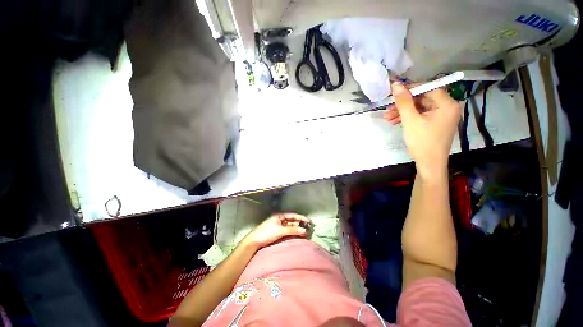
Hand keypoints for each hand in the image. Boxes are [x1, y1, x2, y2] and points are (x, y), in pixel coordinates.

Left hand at [243, 213, 309, 248]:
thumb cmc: (266, 233)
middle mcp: (280, 219)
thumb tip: (304, 230)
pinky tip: (298, 235)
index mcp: (280, 215)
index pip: (293, 215)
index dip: (301, 218)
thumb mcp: (280, 231)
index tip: (309, 221)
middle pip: (292, 220)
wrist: (254, 242)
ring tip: (305, 232)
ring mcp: (279, 226)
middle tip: (309, 228)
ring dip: (297, 228)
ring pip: (291, 226)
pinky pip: (288, 231)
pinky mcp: (277, 232)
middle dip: (300, 223)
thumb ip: (292, 230)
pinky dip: (293, 232)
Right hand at [385, 82, 460, 179]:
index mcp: (447, 104)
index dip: (411, 89)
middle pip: (423, 99)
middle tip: (388, 108)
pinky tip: (395, 121)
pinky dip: (409, 118)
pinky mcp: (435, 124)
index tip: (395, 93)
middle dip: (404, 104)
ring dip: (403, 112)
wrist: (429, 164)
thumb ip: (403, 102)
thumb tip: (396, 84)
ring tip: (387, 117)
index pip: (428, 88)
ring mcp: (442, 116)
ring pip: (420, 108)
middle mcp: (448, 107)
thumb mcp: (410, 120)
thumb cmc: (422, 141)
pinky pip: (421, 116)